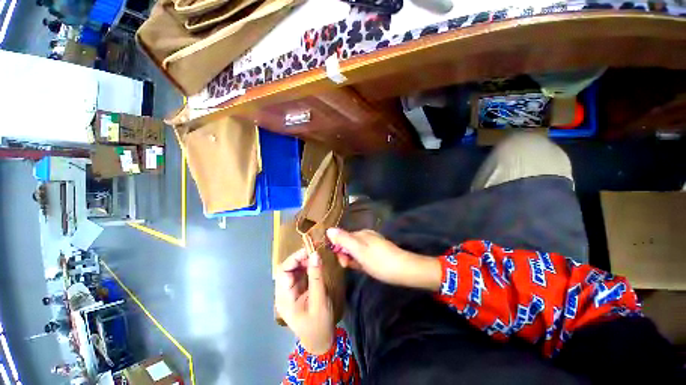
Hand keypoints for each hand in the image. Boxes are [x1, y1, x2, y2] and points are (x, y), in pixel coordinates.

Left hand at [275, 249, 334, 354]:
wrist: (320, 341)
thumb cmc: (318, 324)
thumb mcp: (319, 300)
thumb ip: (316, 277)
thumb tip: (315, 254)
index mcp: (284, 297)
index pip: (284, 271)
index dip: (295, 258)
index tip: (310, 250)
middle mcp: (284, 292)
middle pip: (287, 269)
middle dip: (300, 258)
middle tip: (315, 253)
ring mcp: (291, 292)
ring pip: (294, 270)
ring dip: (304, 262)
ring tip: (316, 257)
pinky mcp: (298, 291)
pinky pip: (300, 274)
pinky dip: (307, 267)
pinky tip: (315, 265)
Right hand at [326, 228, 441, 290]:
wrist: (404, 270)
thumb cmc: (379, 261)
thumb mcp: (359, 250)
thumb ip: (344, 240)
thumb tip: (329, 229)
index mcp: (361, 234)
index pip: (343, 238)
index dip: (339, 250)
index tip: (343, 263)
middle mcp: (366, 236)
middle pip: (349, 244)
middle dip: (347, 255)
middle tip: (351, 267)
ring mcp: (373, 243)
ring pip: (356, 251)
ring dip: (354, 260)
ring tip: (360, 268)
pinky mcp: (378, 251)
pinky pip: (364, 255)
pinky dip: (362, 261)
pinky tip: (366, 267)